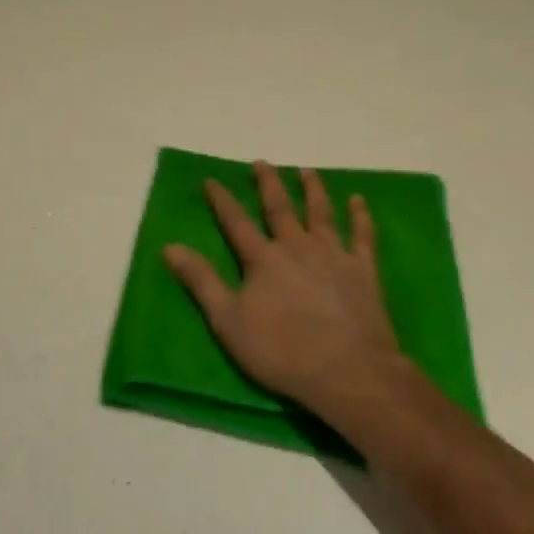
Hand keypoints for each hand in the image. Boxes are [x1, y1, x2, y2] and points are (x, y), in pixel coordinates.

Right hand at [164, 162, 414, 423]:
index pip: (236, 222)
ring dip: (312, 189)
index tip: (212, 180)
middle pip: (280, 208)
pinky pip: (362, 235)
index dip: (222, 201)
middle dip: (268, 183)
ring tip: (306, 170)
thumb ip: (201, 282)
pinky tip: (358, 200)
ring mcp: (334, 255)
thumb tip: (170, 247)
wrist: (349, 371)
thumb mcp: (229, 322)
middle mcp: (298, 247)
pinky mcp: (363, 269)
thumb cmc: (283, 352)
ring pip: (321, 212)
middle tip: (262, 162)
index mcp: (264, 259)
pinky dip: (360, 215)